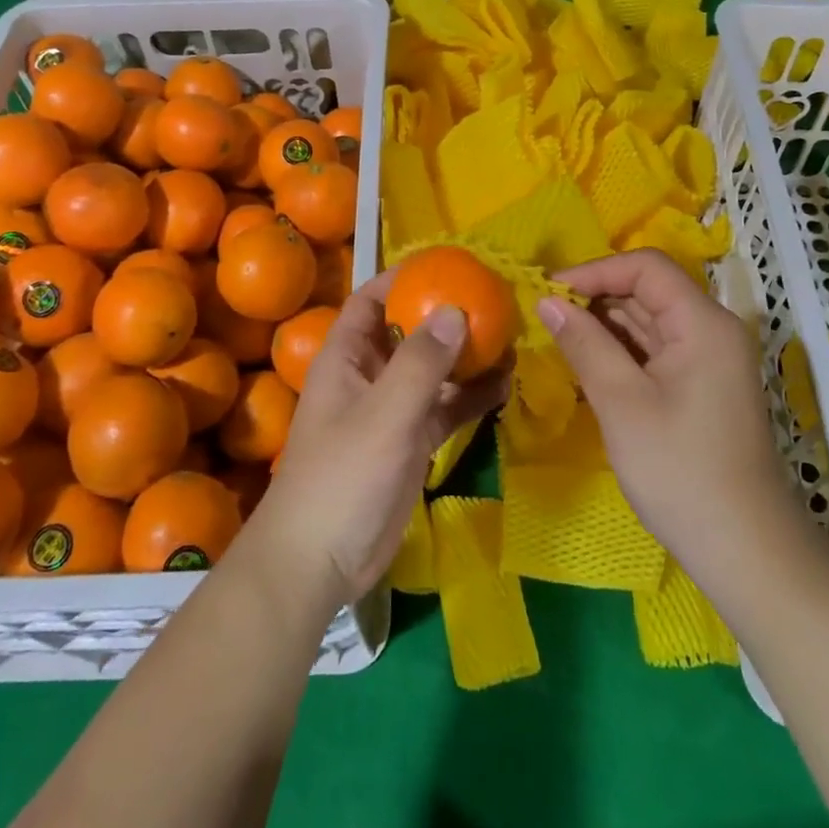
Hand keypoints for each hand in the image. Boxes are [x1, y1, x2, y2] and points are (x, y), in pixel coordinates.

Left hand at [247, 269, 509, 609]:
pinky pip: (444, 408)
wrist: (319, 562)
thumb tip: (456, 309)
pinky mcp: (409, 443)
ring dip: (465, 356)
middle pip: (409, 332)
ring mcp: (391, 411)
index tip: (446, 264)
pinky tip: (503, 385)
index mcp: (347, 357)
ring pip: (432, 370)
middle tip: (492, 299)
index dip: (402, 278)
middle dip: (446, 315)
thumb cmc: (342, 476)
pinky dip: (470, 397)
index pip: (371, 301)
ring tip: (509, 338)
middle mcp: (369, 376)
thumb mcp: (384, 413)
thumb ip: (421, 362)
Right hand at [539, 250, 817, 588]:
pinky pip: (655, 349)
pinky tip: (587, 363)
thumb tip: (547, 300)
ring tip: (558, 338)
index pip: (646, 267)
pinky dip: (620, 350)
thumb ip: (584, 343)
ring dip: (604, 324)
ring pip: (649, 320)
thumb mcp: (622, 403)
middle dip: (595, 297)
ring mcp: (709, 360)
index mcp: (703, 323)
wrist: (746, 551)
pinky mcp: (701, 386)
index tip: (549, 292)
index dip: (595, 270)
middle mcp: (712, 330)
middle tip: (545, 316)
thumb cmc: (681, 472)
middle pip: (648, 290)